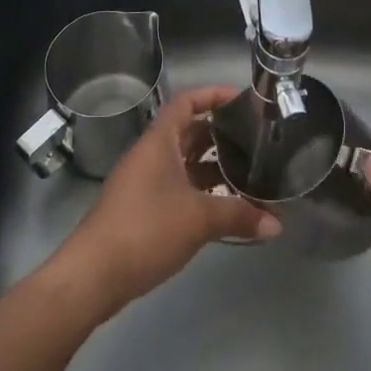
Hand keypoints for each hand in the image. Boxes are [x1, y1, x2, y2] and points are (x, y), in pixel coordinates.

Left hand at [47, 86, 279, 319]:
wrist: (93, 275)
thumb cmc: (147, 229)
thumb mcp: (199, 219)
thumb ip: (240, 215)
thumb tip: (277, 224)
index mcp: (159, 142)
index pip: (186, 102)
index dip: (214, 95)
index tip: (243, 101)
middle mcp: (150, 155)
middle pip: (188, 132)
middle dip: (220, 134)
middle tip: (254, 140)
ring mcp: (143, 183)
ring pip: (183, 163)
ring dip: (212, 167)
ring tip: (248, 175)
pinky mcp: (141, 209)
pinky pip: (177, 187)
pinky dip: (200, 191)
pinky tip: (223, 207)